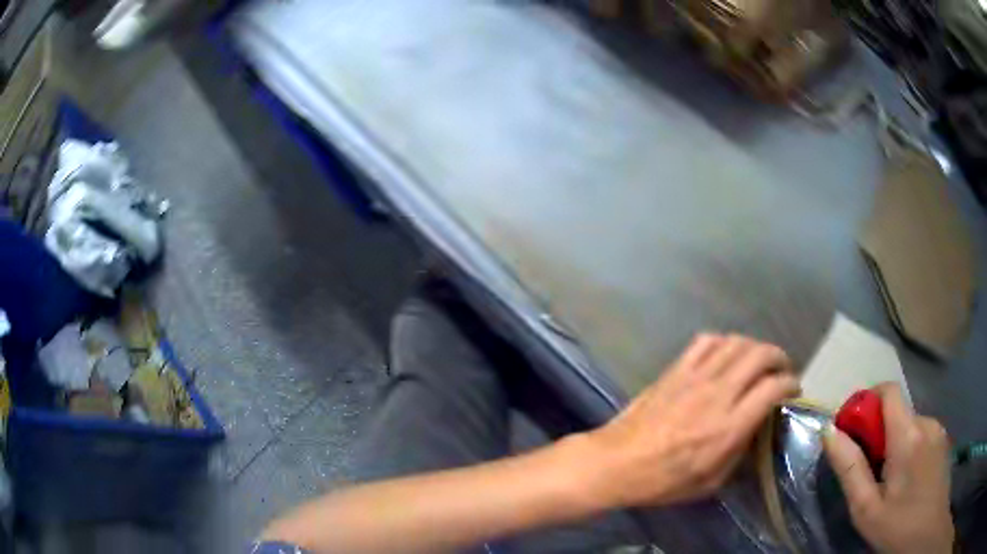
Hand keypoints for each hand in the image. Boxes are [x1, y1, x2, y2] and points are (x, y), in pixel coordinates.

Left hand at [584, 333, 798, 507]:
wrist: (616, 463)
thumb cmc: (663, 482)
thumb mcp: (710, 482)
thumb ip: (739, 452)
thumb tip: (756, 427)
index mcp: (729, 426)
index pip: (772, 387)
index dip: (791, 383)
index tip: (794, 389)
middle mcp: (718, 394)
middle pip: (760, 355)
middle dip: (779, 358)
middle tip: (781, 371)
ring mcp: (695, 377)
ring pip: (736, 342)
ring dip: (754, 347)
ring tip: (758, 361)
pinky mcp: (675, 370)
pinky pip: (705, 341)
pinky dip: (724, 342)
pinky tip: (726, 354)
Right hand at [824, 384, 953, 553]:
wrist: (928, 530)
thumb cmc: (899, 526)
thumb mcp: (867, 509)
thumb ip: (850, 469)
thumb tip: (829, 431)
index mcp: (908, 434)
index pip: (887, 391)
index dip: (866, 402)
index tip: (850, 432)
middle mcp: (926, 422)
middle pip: (897, 411)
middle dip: (877, 433)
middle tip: (868, 472)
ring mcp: (938, 430)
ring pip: (909, 424)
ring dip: (894, 443)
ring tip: (888, 482)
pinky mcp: (942, 440)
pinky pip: (921, 433)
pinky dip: (908, 447)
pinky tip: (907, 480)